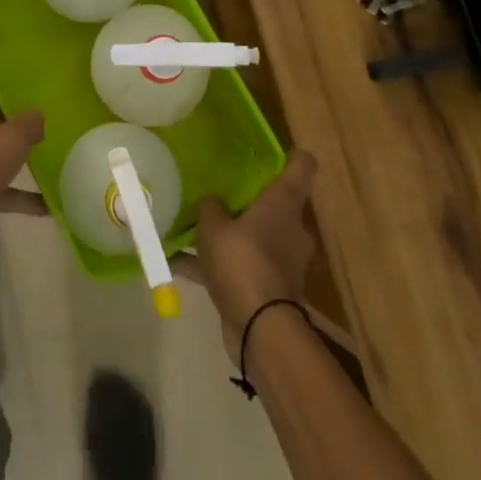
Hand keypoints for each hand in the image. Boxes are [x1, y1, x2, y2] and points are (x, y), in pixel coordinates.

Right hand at [181, 151, 318, 355]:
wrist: (260, 329)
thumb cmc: (242, 261)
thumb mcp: (214, 226)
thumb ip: (210, 207)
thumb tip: (212, 201)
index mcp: (284, 203)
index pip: (302, 166)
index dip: (290, 154)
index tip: (269, 150)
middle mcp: (290, 228)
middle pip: (275, 202)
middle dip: (248, 198)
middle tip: (218, 189)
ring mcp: (282, 260)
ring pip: (254, 235)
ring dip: (229, 234)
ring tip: (192, 228)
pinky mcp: (268, 287)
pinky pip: (239, 266)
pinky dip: (214, 266)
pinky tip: (179, 265)